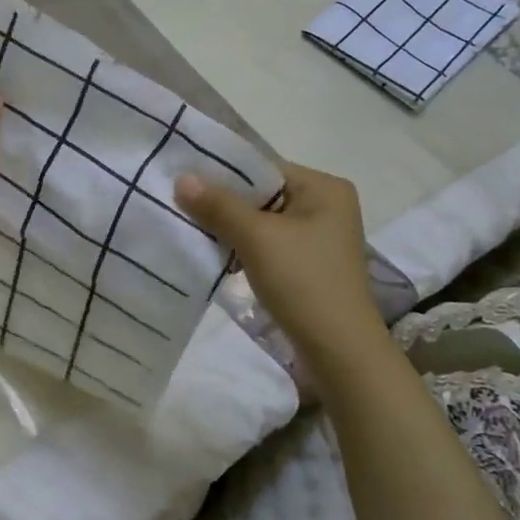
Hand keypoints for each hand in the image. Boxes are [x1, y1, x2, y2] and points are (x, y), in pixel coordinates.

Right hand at [175, 162, 386, 365]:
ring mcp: (319, 237)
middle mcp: (326, 205)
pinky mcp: (309, 264)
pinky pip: (268, 244)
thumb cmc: (302, 281)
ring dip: (230, 228)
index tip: (183, 180)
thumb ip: (218, 205)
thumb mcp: (256, 238)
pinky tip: (217, 255)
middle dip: (223, 203)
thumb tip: (181, 177)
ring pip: (262, 221)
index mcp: (324, 187)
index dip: (222, 173)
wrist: (339, 351)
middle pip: (262, 194)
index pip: (263, 168)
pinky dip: (244, 248)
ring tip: (193, 229)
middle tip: (181, 205)